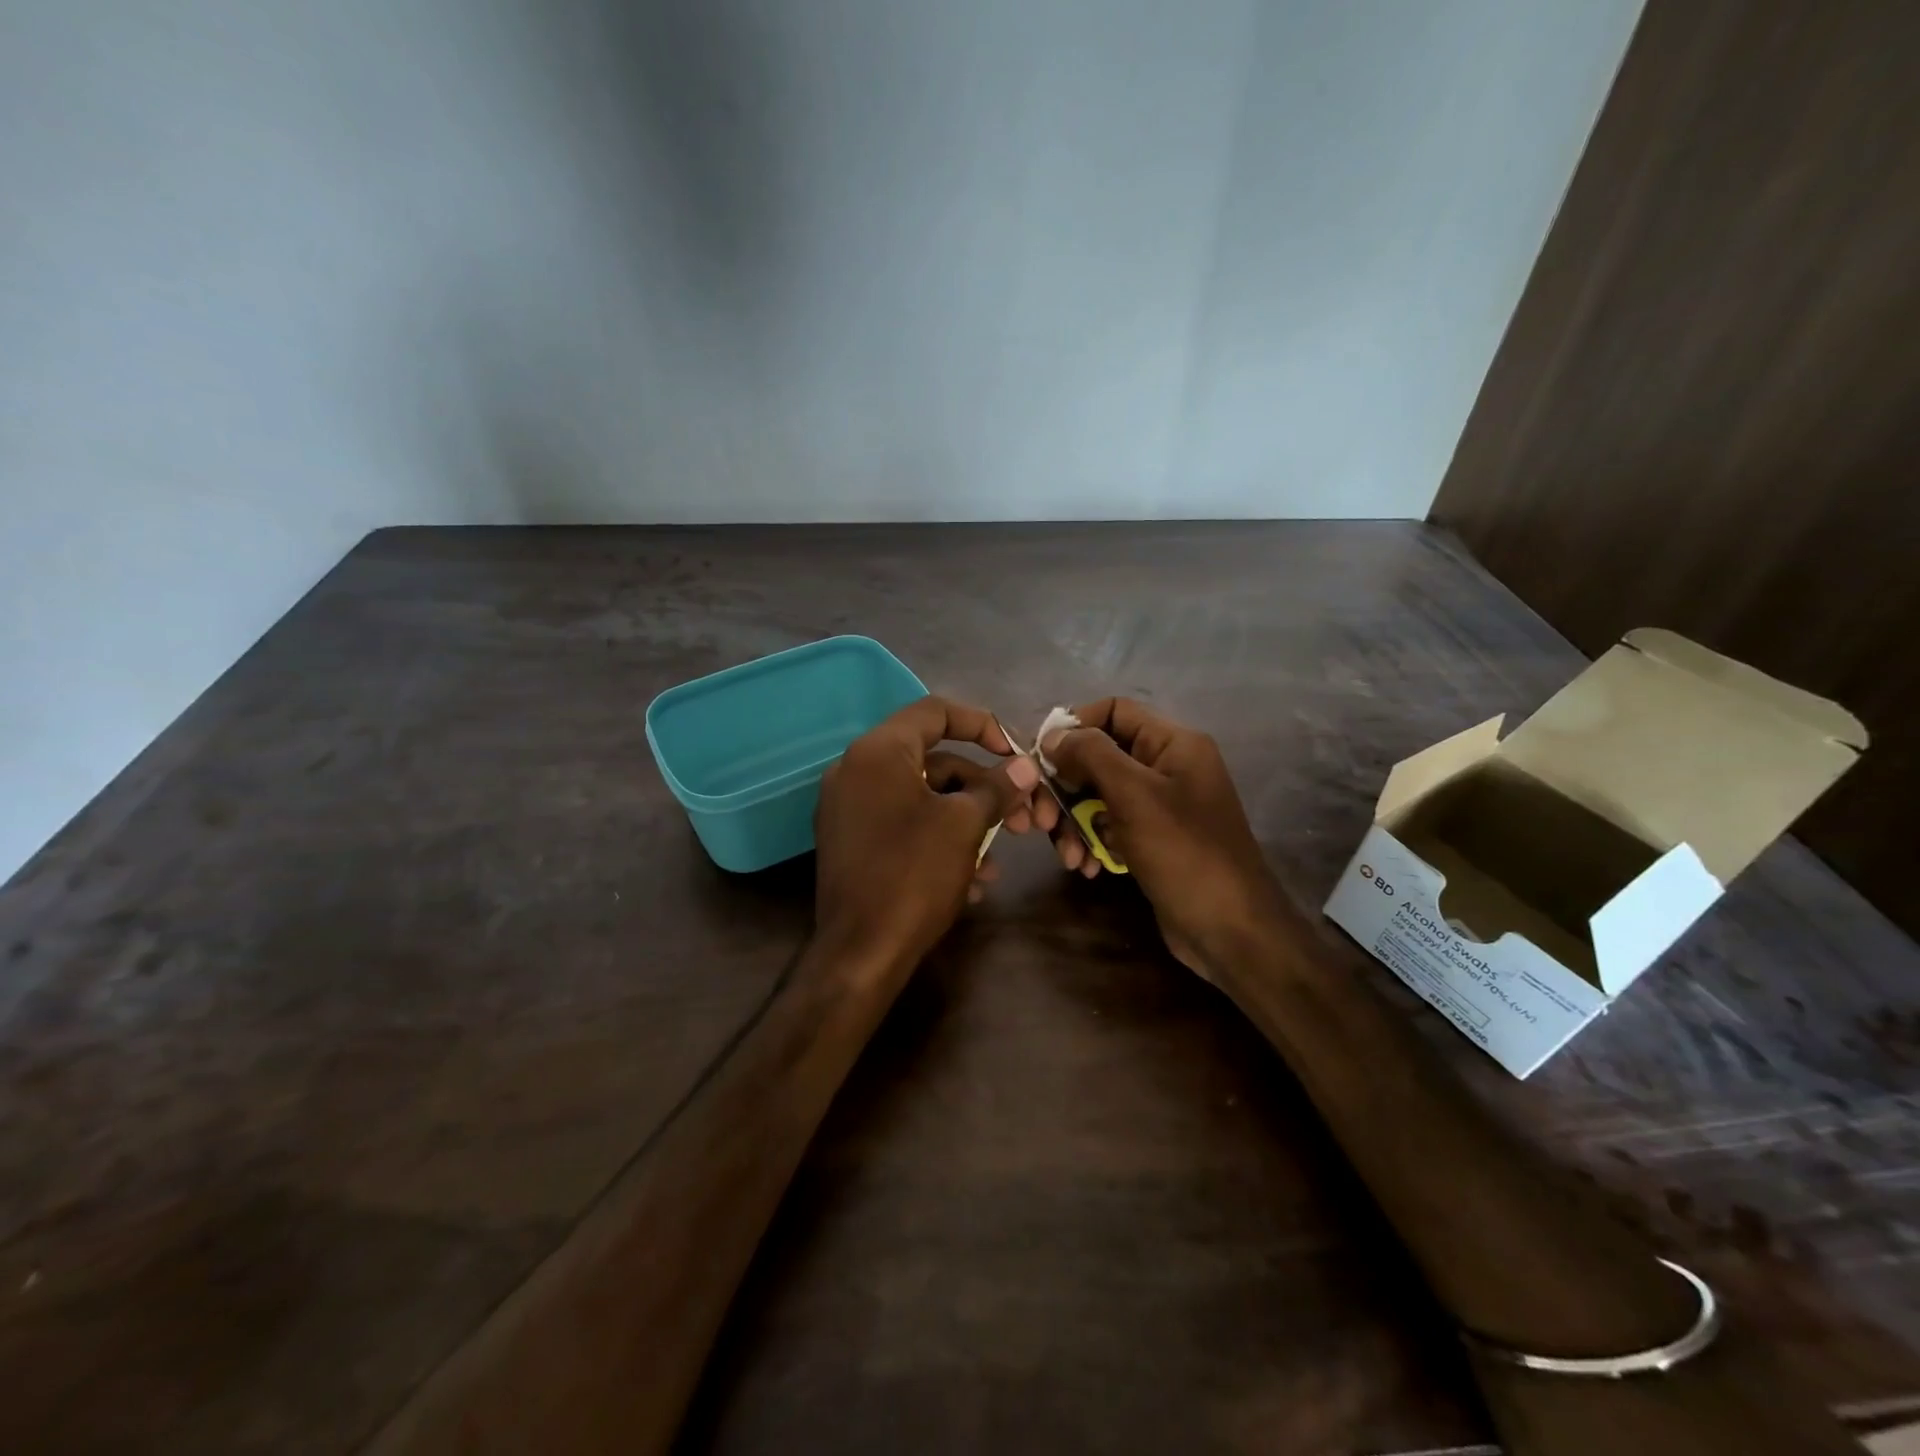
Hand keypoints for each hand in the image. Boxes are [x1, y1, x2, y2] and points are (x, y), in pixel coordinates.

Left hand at [815, 696, 1040, 972]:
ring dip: (966, 822)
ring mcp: (849, 809)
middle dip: (982, 789)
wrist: (860, 954)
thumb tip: (1025, 767)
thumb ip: (996, 788)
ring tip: (997, 862)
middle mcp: (856, 770)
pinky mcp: (851, 843)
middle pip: (933, 761)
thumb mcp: (964, 825)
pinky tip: (970, 880)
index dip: (982, 724)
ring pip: (922, 798)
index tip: (1014, 753)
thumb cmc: (913, 876)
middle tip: (1020, 821)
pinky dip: (938, 840)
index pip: (935, 711)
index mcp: (878, 752)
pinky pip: (902, 824)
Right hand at [1041, 698, 1284, 976]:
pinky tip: (1087, 868)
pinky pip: (1111, 827)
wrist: (1231, 931)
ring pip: (1099, 796)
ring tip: (1069, 855)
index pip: (1114, 710)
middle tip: (1044, 820)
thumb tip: (1054, 736)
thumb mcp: (1134, 795)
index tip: (1040, 758)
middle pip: (1100, 757)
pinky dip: (1093, 843)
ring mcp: (1161, 807)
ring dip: (1075, 823)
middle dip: (1066, 787)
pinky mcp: (1153, 841)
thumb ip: (1091, 755)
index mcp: (1174, 743)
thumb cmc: (1184, 854)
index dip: (1074, 727)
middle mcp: (1168, 767)